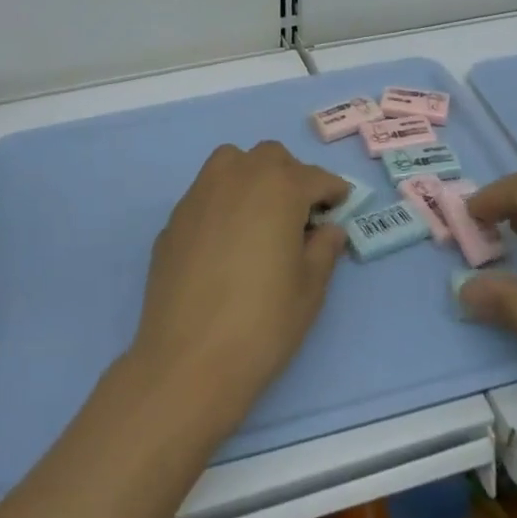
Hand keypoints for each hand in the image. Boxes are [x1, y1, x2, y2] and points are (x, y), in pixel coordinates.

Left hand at [127, 141, 348, 440]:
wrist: (188, 360)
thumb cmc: (262, 323)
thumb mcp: (309, 289)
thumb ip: (323, 249)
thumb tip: (328, 229)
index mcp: (278, 188)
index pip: (315, 177)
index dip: (333, 190)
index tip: (341, 205)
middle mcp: (237, 177)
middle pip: (270, 157)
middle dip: (291, 176)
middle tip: (302, 213)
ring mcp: (200, 194)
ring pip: (231, 162)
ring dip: (252, 175)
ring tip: (261, 214)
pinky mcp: (174, 218)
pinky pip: (206, 193)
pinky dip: (223, 201)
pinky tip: (226, 240)